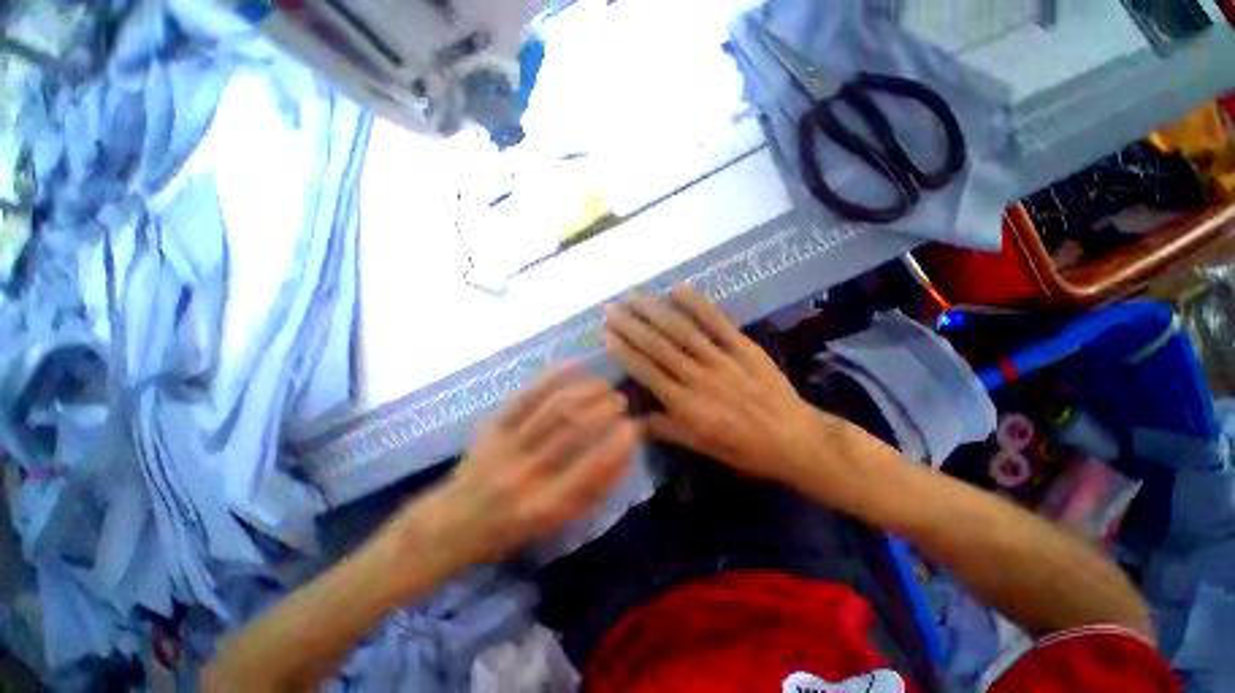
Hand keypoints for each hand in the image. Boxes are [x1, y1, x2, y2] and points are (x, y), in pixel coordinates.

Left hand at [405, 369, 638, 566]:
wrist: (454, 521)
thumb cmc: (512, 528)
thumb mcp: (556, 523)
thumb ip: (593, 491)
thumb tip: (624, 455)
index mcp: (545, 505)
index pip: (592, 467)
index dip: (618, 443)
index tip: (635, 426)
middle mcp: (526, 473)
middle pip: (572, 428)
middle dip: (604, 408)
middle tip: (621, 400)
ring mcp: (507, 445)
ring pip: (553, 407)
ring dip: (585, 390)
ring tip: (604, 385)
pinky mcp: (493, 425)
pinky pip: (527, 394)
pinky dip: (553, 377)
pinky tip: (574, 367)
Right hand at [605, 284, 830, 483]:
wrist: (793, 439)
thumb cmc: (743, 448)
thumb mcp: (700, 446)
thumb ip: (664, 429)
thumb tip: (629, 421)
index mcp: (687, 406)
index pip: (648, 373)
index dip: (626, 352)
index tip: (607, 335)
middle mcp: (698, 378)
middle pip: (659, 347)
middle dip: (632, 325)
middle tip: (612, 308)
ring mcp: (722, 360)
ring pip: (682, 331)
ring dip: (655, 311)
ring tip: (634, 296)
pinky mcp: (743, 347)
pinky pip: (717, 322)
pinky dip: (696, 304)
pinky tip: (678, 288)